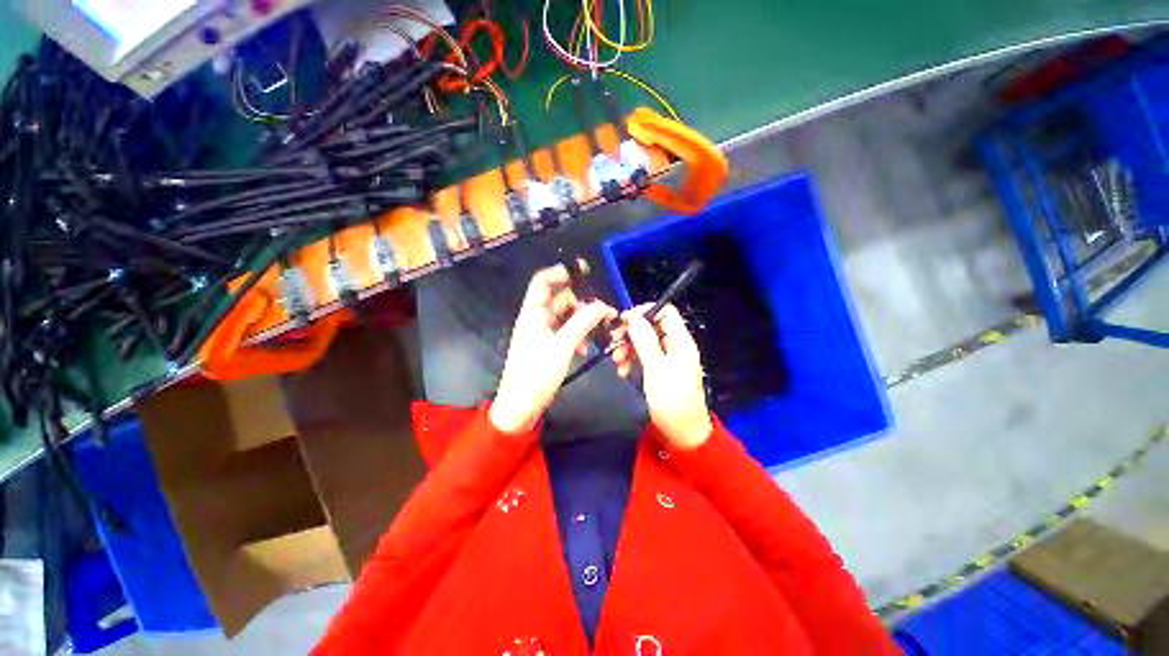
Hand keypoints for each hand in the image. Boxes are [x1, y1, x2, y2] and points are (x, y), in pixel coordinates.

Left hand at [489, 265, 616, 434]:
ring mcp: (542, 333)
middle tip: (603, 311)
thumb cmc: (537, 374)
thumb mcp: (562, 347)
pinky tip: (586, 348)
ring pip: (565, 317)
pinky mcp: (547, 346)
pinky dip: (577, 335)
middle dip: (581, 302)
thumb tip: (603, 306)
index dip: (560, 272)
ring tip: (599, 330)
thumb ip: (582, 323)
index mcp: (533, 313)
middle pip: (559, 299)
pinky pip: (565, 332)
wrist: (521, 405)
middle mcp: (536, 318)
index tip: (583, 272)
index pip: (542, 281)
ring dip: (582, 321)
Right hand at [610, 304, 712, 449]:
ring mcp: (668, 358)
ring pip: (645, 342)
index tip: (624, 320)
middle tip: (613, 340)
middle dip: (632, 332)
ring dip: (629, 347)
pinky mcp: (661, 370)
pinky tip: (623, 371)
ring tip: (616, 361)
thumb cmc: (671, 400)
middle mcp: (675, 346)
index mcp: (680, 342)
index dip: (645, 312)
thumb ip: (645, 341)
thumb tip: (634, 318)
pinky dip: (632, 360)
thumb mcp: (655, 369)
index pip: (666, 312)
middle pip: (652, 326)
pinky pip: (645, 356)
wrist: (682, 431)